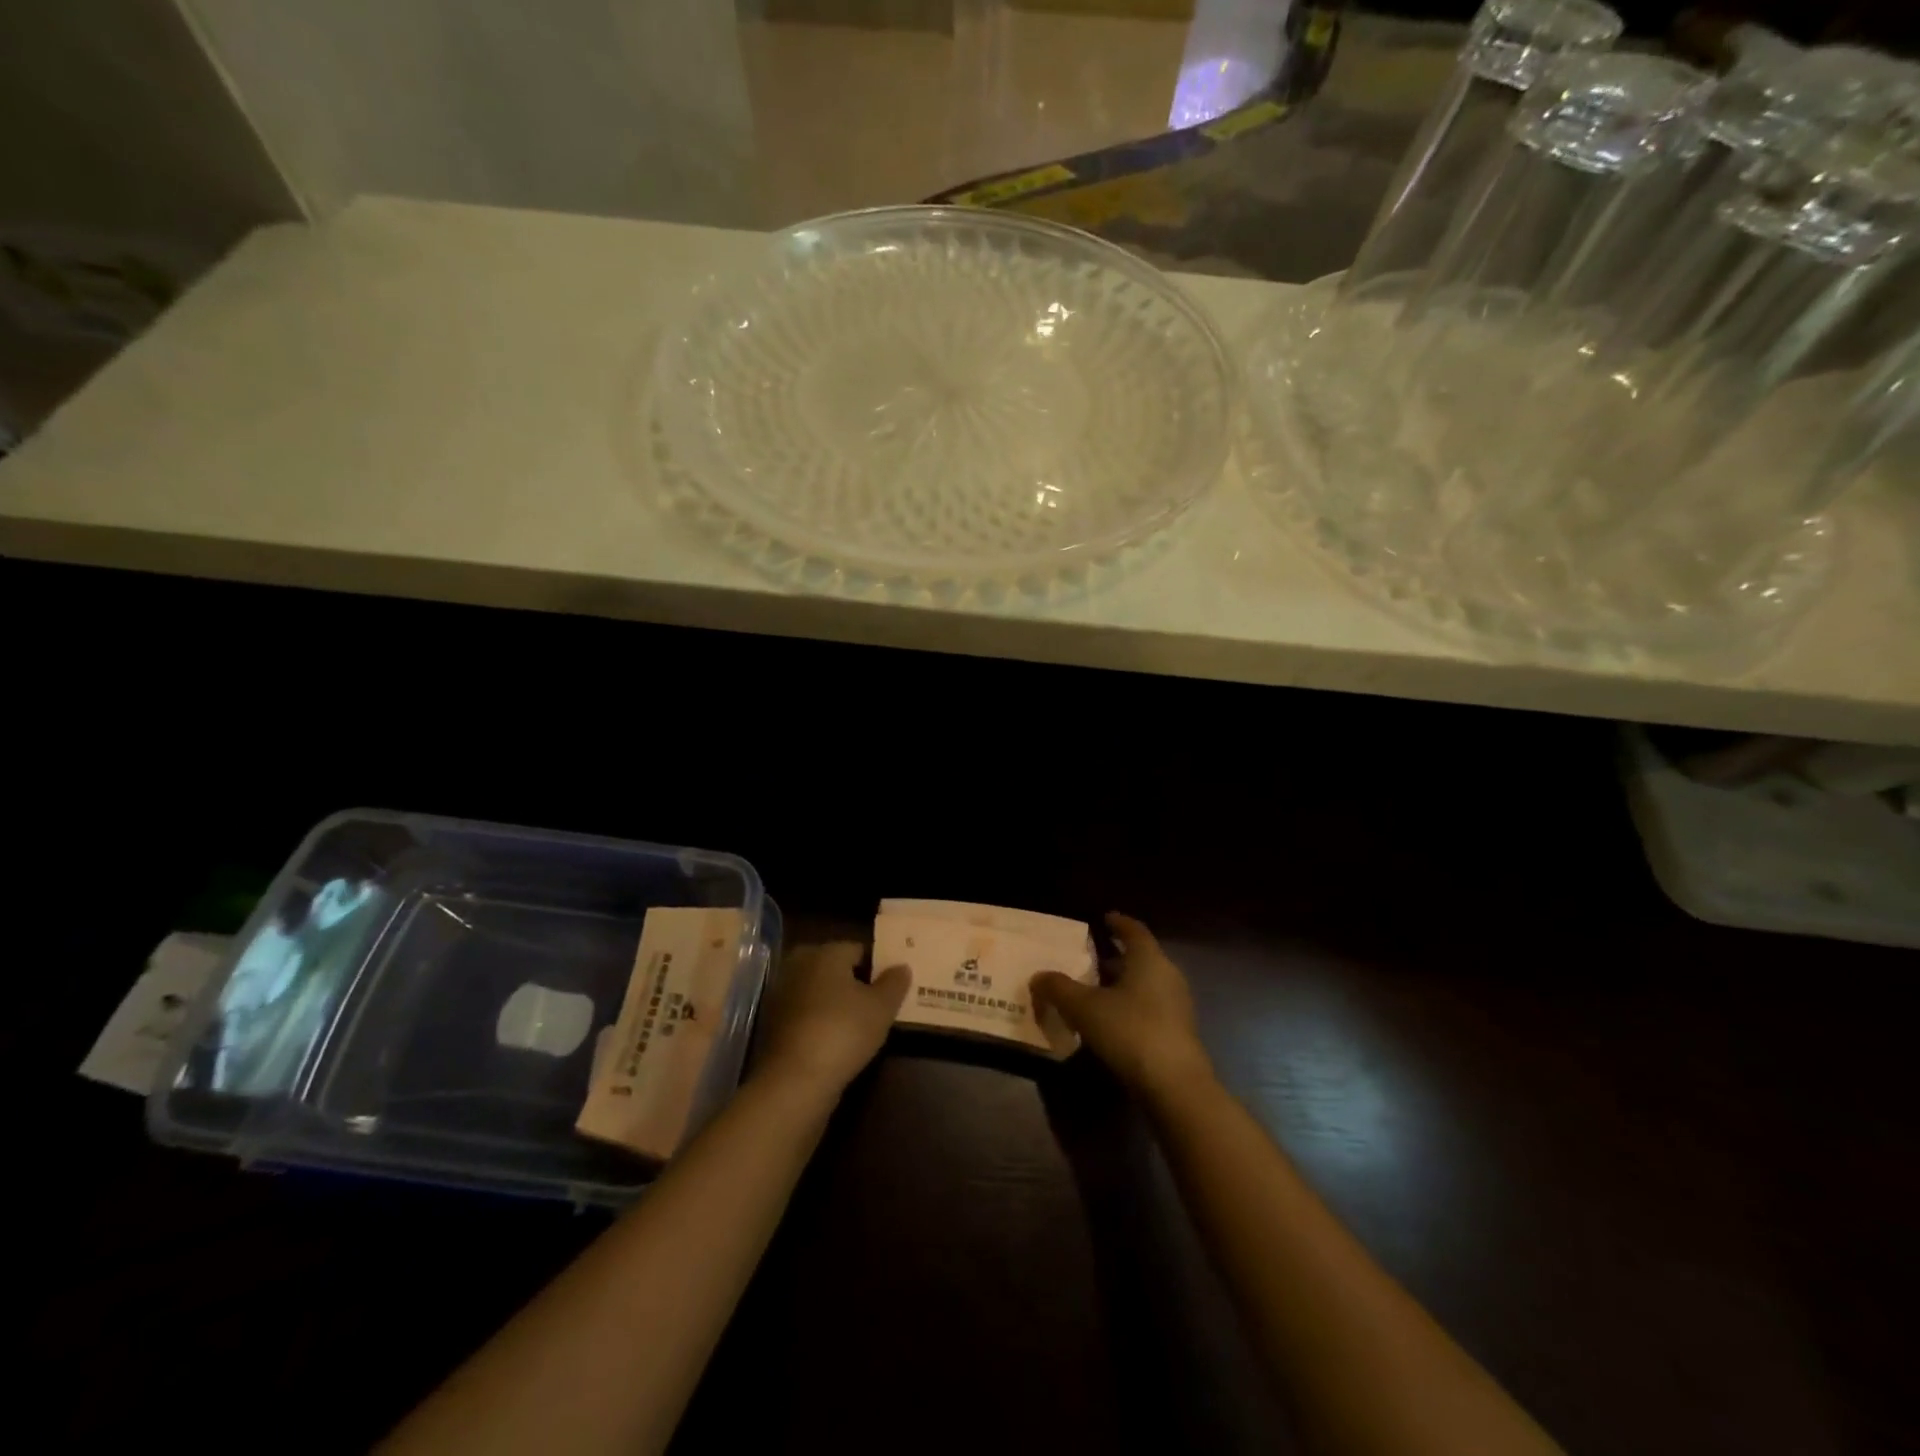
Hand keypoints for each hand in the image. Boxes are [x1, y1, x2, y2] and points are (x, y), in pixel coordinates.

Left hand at [755, 943, 907, 1098]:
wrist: (794, 1080)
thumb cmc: (844, 1031)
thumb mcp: (882, 1008)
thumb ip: (894, 983)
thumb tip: (901, 967)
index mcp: (826, 952)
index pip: (858, 950)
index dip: (877, 966)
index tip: (892, 986)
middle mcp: (799, 965)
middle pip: (835, 969)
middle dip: (854, 982)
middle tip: (878, 1004)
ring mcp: (782, 994)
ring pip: (818, 991)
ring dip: (835, 1003)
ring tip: (860, 1024)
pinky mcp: (773, 1023)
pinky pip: (806, 1014)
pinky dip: (820, 1021)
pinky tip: (836, 1041)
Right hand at [1031, 913, 1212, 1096]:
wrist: (1175, 1086)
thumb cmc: (1130, 1031)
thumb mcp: (1084, 1008)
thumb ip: (1059, 988)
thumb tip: (1038, 976)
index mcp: (1149, 959)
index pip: (1134, 930)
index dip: (1118, 923)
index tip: (1104, 918)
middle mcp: (1167, 976)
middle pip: (1140, 958)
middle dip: (1115, 957)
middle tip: (1088, 958)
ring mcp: (1176, 1006)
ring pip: (1145, 985)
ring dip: (1121, 985)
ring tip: (1093, 990)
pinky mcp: (1178, 1034)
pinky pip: (1149, 1008)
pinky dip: (1129, 1007)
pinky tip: (1109, 1021)